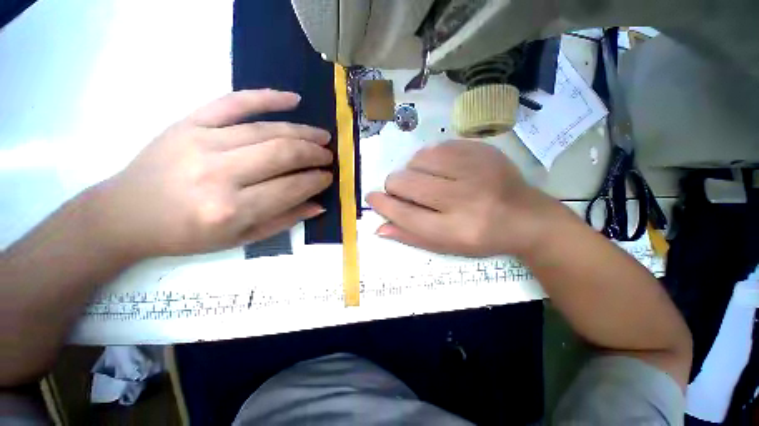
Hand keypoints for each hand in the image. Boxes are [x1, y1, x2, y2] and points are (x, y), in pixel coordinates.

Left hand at [93, 89, 332, 258]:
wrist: (128, 214)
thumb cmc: (187, 235)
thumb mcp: (241, 239)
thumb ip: (284, 220)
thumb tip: (318, 205)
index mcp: (232, 210)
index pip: (291, 187)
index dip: (316, 180)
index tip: (329, 176)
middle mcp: (219, 174)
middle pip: (282, 154)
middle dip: (314, 154)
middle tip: (329, 156)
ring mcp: (201, 142)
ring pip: (266, 130)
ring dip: (302, 132)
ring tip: (322, 136)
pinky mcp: (189, 123)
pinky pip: (234, 102)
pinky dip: (267, 97)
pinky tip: (293, 99)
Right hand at [366, 140, 561, 256]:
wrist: (527, 217)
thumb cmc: (482, 238)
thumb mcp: (446, 246)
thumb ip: (411, 236)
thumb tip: (379, 227)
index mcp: (457, 229)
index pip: (406, 214)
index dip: (383, 205)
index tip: (371, 197)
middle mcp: (466, 198)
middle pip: (407, 183)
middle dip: (394, 186)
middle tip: (402, 191)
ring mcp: (476, 169)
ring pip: (418, 159)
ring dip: (411, 170)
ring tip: (423, 180)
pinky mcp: (482, 150)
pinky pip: (437, 146)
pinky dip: (429, 158)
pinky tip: (439, 169)